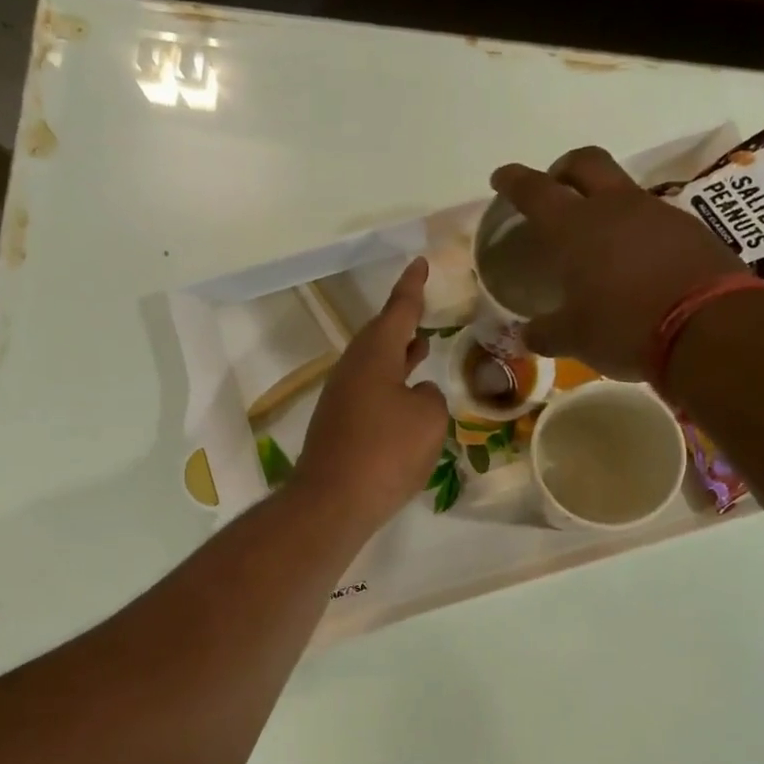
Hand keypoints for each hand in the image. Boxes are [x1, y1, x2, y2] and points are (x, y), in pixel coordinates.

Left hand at [294, 257, 449, 530]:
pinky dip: (390, 386)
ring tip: (421, 349)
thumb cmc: (386, 453)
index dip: (412, 287)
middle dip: (403, 323)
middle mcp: (352, 370)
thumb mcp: (428, 420)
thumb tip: (416, 395)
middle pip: (380, 337)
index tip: (420, 263)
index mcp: (374, 356)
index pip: (398, 311)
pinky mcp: (338, 427)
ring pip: (374, 366)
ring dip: (397, 356)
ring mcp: (341, 399)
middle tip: (421, 309)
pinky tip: (404, 401)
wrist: (334, 501)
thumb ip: (430, 397)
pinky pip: (369, 394)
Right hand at [489, 147, 747, 379]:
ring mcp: (657, 213)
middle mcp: (615, 208)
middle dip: (564, 169)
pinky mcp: (689, 229)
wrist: (708, 328)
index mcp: (575, 228)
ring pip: (622, 189)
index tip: (501, 177)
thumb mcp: (575, 338)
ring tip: (597, 236)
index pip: (536, 191)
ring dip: (603, 201)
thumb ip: (545, 333)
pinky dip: (635, 229)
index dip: (515, 181)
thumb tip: (526, 335)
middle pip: (585, 163)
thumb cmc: (624, 328)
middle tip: (555, 187)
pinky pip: (652, 218)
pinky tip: (635, 260)